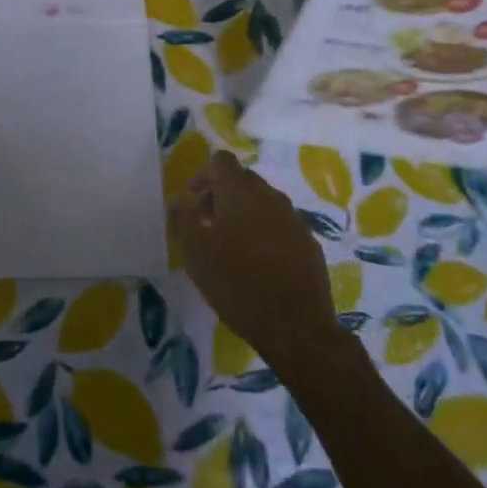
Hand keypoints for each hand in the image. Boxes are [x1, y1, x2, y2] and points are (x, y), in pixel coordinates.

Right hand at [168, 151, 338, 372]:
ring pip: (263, 202)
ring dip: (244, 213)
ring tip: (232, 245)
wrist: (296, 327)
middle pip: (243, 179)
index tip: (193, 199)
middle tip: (207, 223)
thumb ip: (183, 220)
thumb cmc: (237, 284)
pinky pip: (281, 224)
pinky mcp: (308, 242)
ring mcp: (293, 218)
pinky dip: (265, 232)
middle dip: (222, 194)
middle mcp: (269, 196)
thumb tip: (177, 200)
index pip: (221, 160)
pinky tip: (259, 262)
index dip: (204, 174)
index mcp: (240, 192)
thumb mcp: (196, 253)